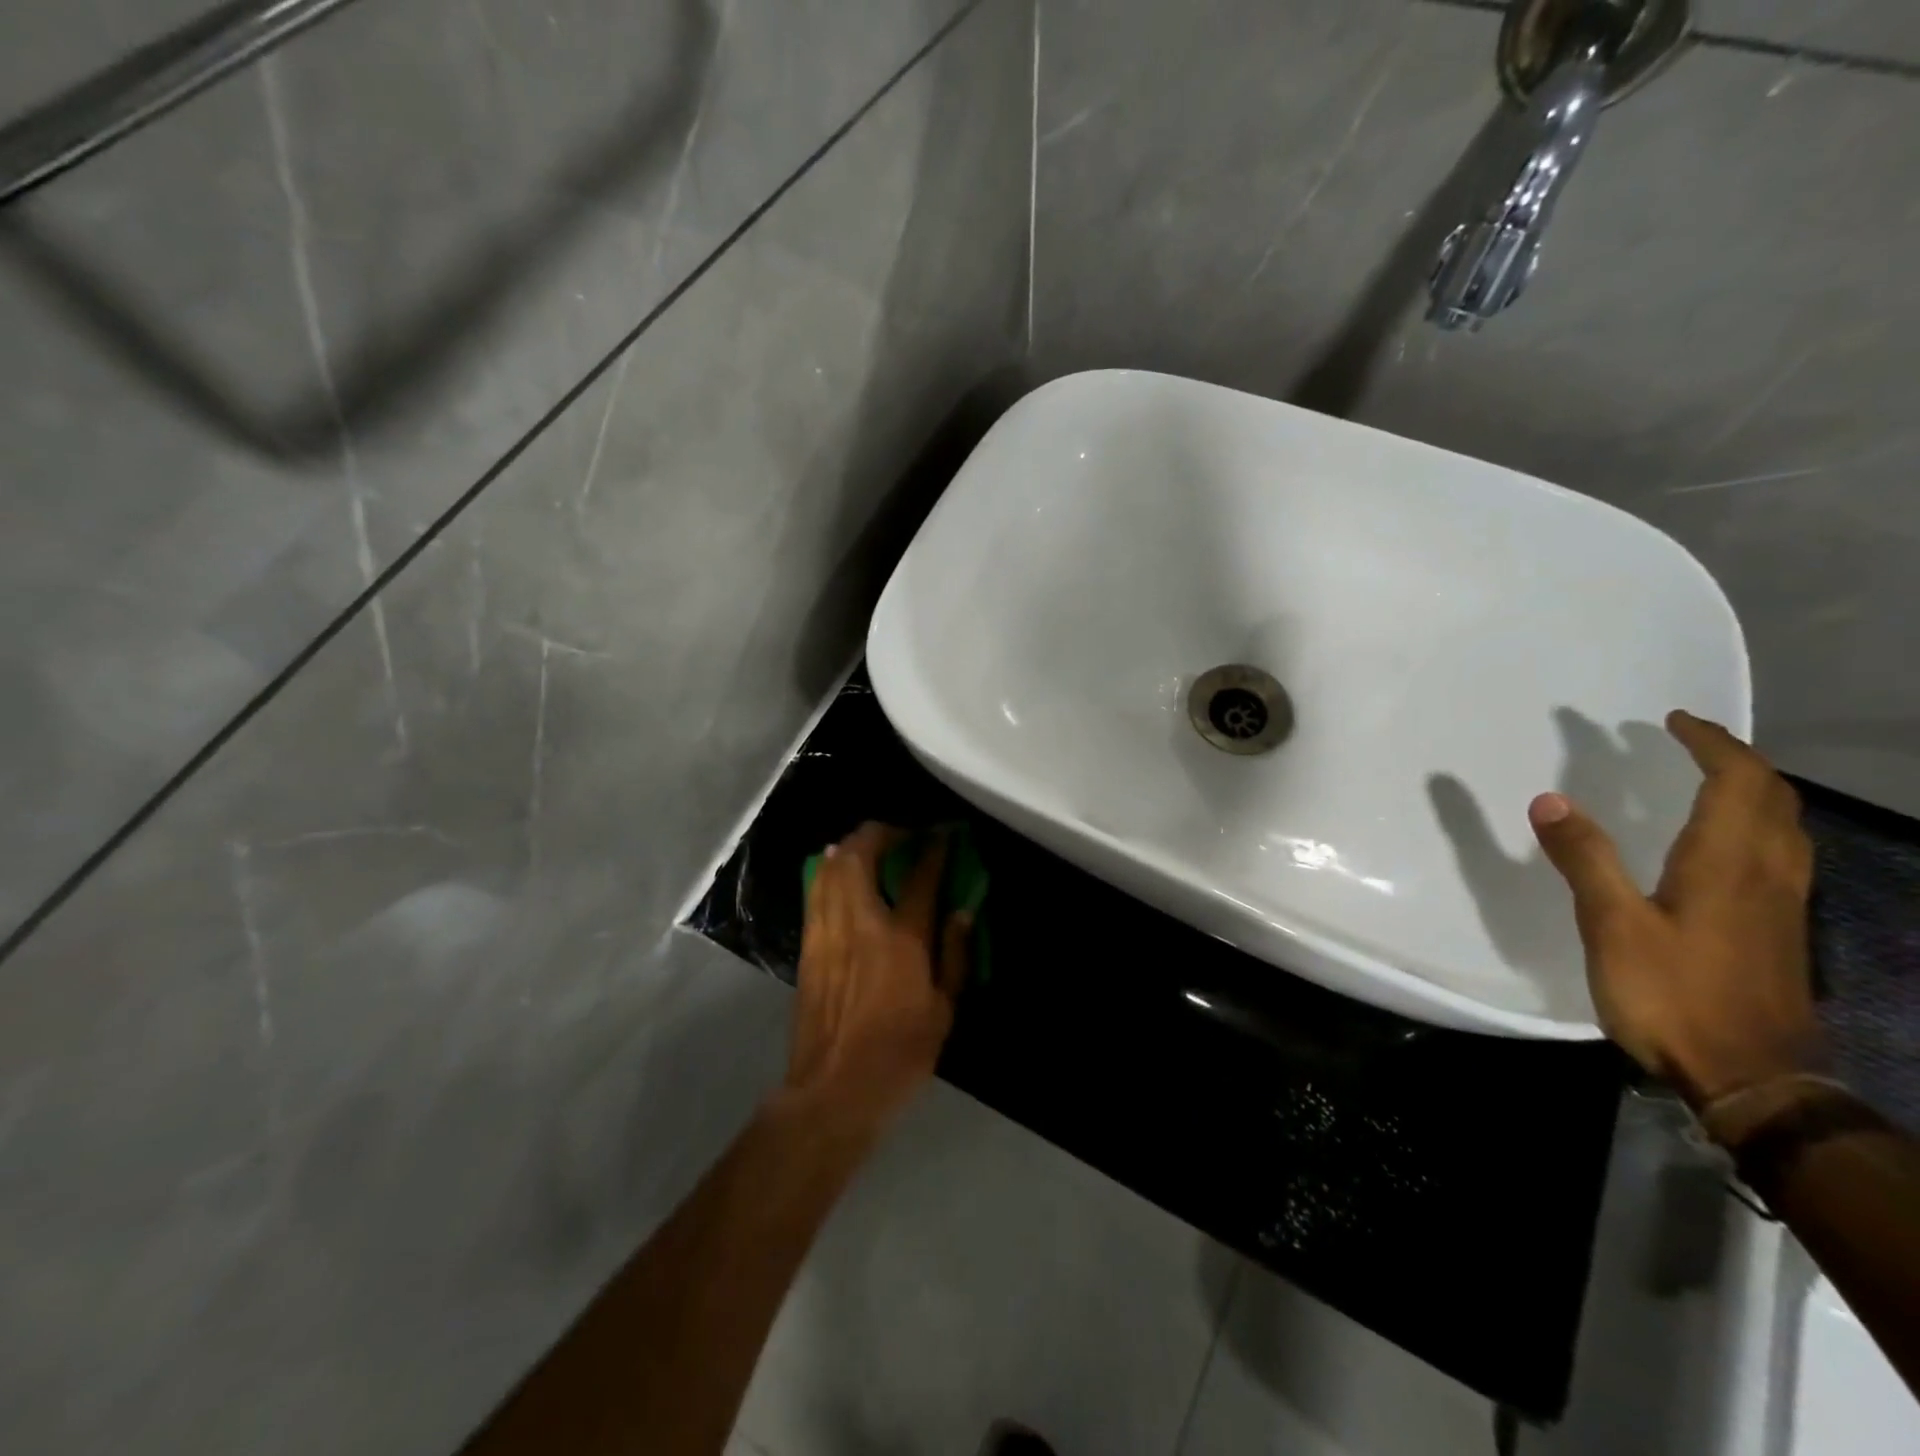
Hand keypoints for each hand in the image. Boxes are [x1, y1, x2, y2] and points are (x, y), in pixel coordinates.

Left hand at [783, 823, 970, 1133]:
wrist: (834, 1090)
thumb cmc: (899, 1054)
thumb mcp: (944, 1010)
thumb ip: (954, 955)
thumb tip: (961, 911)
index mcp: (901, 938)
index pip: (919, 877)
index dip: (933, 848)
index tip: (944, 833)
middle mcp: (860, 923)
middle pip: (861, 856)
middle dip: (880, 833)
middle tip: (901, 833)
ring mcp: (827, 932)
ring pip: (831, 869)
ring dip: (851, 846)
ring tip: (869, 844)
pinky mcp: (808, 946)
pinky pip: (816, 892)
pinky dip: (829, 871)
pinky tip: (839, 872)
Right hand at [1529, 710, 1819, 1106]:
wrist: (1750, 1077)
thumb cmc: (1674, 994)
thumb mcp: (1613, 925)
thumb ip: (1585, 859)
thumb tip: (1551, 800)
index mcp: (1727, 862)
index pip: (1738, 781)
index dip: (1711, 743)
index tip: (1673, 720)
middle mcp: (1767, 873)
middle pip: (1772, 798)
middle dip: (1735, 758)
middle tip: (1689, 741)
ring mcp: (1781, 904)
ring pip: (1783, 826)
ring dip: (1751, 790)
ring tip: (1706, 779)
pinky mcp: (1777, 929)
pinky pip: (1778, 853)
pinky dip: (1753, 824)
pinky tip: (1722, 844)